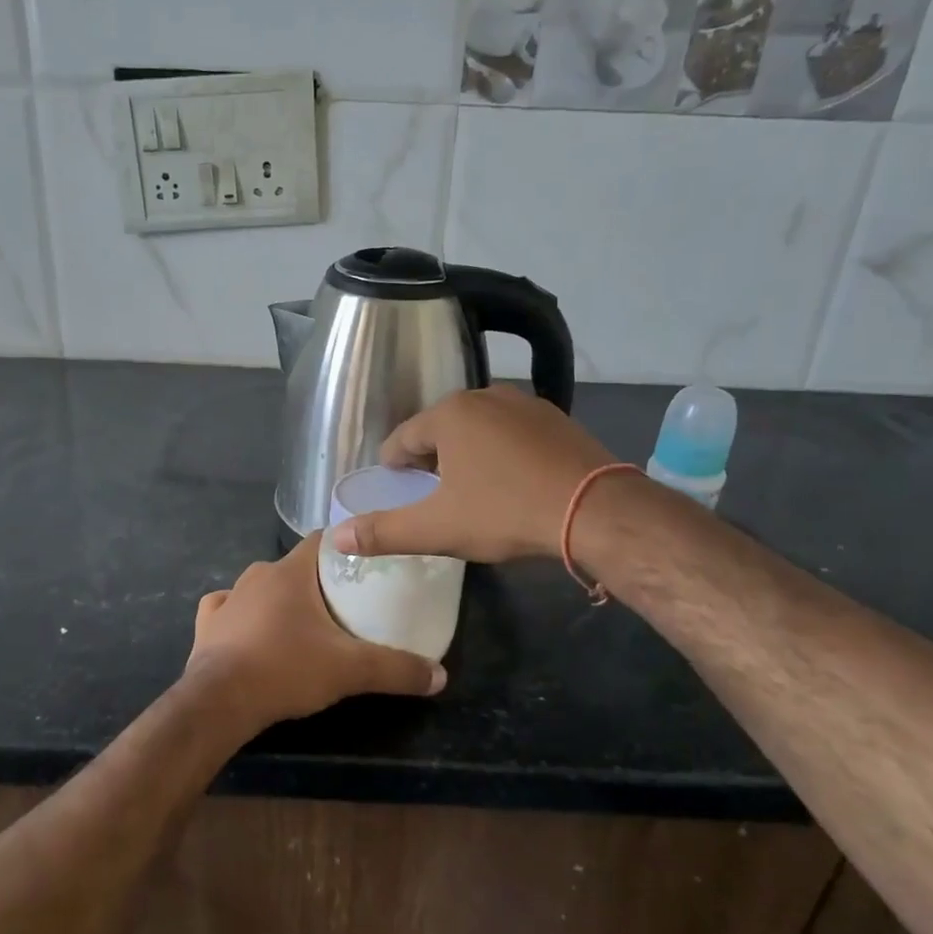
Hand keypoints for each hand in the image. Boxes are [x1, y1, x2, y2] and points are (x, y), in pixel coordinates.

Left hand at [185, 534, 445, 731]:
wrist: (220, 702)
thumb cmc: (286, 669)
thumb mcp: (350, 670)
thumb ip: (396, 669)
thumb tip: (440, 676)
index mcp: (290, 572)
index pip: (323, 540)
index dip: (345, 548)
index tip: (366, 566)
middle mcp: (256, 575)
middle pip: (295, 567)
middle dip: (317, 580)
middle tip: (343, 603)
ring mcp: (228, 599)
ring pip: (261, 587)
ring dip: (280, 598)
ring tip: (302, 623)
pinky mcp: (207, 625)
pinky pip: (226, 609)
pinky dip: (241, 615)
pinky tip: (250, 630)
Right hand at [328, 387, 615, 562]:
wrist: (596, 510)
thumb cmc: (505, 512)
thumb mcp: (438, 528)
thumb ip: (384, 532)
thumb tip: (336, 537)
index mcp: (449, 414)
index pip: (403, 439)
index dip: (395, 468)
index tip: (398, 491)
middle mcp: (484, 396)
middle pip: (440, 429)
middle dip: (431, 460)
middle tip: (433, 496)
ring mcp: (525, 404)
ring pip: (478, 428)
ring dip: (467, 454)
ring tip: (472, 490)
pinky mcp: (557, 418)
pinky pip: (512, 433)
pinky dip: (502, 452)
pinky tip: (512, 482)